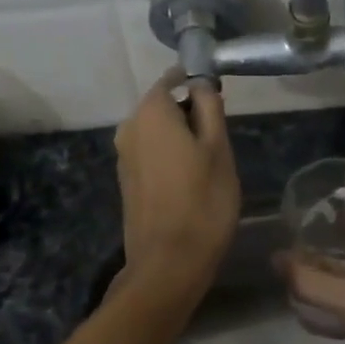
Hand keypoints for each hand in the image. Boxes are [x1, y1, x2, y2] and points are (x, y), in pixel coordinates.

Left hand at [113, 71, 239, 302]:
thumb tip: (200, 82)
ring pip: (158, 132)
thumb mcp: (219, 148)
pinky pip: (151, 153)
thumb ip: (209, 107)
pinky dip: (170, 157)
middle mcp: (129, 127)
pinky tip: (190, 181)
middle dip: (191, 114)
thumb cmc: (203, 201)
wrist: (168, 264)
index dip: (198, 85)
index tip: (220, 104)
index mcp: (150, 112)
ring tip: (209, 164)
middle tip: (221, 141)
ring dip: (182, 138)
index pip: (174, 80)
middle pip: (164, 105)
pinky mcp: (126, 180)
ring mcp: (123, 156)